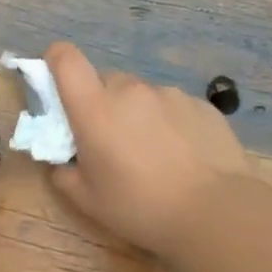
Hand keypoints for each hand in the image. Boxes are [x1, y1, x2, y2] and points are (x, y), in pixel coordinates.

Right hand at [44, 41, 251, 257]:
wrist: (215, 212)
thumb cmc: (139, 206)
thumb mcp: (87, 200)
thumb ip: (64, 173)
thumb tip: (63, 162)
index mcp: (94, 108)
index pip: (65, 59)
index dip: (56, 62)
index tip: (59, 87)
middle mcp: (130, 90)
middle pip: (106, 81)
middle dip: (102, 104)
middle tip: (111, 142)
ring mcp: (170, 94)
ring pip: (141, 95)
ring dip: (137, 115)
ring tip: (154, 155)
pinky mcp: (201, 105)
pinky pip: (172, 107)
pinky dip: (169, 124)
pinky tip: (183, 157)